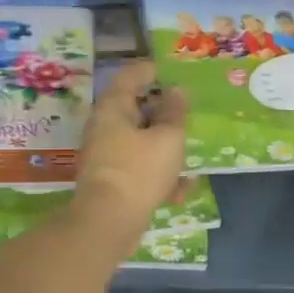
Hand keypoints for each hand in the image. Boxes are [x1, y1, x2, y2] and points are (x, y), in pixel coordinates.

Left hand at [73, 60, 188, 233]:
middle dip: (163, 111)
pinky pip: (139, 167)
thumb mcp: (168, 138)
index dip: (153, 70)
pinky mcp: (111, 180)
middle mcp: (105, 126)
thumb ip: (175, 112)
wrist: (108, 222)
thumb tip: (177, 90)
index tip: (173, 72)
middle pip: (136, 108)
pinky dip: (158, 173)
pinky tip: (181, 190)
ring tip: (189, 155)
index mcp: (114, 107)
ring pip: (140, 140)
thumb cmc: (140, 171)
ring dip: (164, 145)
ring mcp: (106, 154)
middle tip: (187, 113)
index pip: (132, 75)